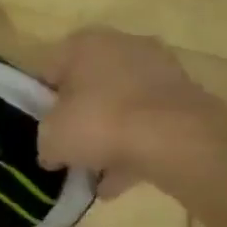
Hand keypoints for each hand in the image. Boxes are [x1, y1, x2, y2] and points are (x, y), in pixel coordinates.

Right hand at [38, 28, 222, 187]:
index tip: (42, 129)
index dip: (42, 103)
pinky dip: (134, 150)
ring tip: (95, 175)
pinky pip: (148, 125)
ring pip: (121, 108)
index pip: (50, 70)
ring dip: (108, 138)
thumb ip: (45, 141)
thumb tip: (53, 152)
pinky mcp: (185, 100)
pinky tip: (118, 183)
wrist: (178, 140)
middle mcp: (123, 46)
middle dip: (79, 119)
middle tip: (69, 149)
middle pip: (89, 87)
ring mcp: (159, 71)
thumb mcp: (51, 137)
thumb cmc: (100, 123)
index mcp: (84, 44)